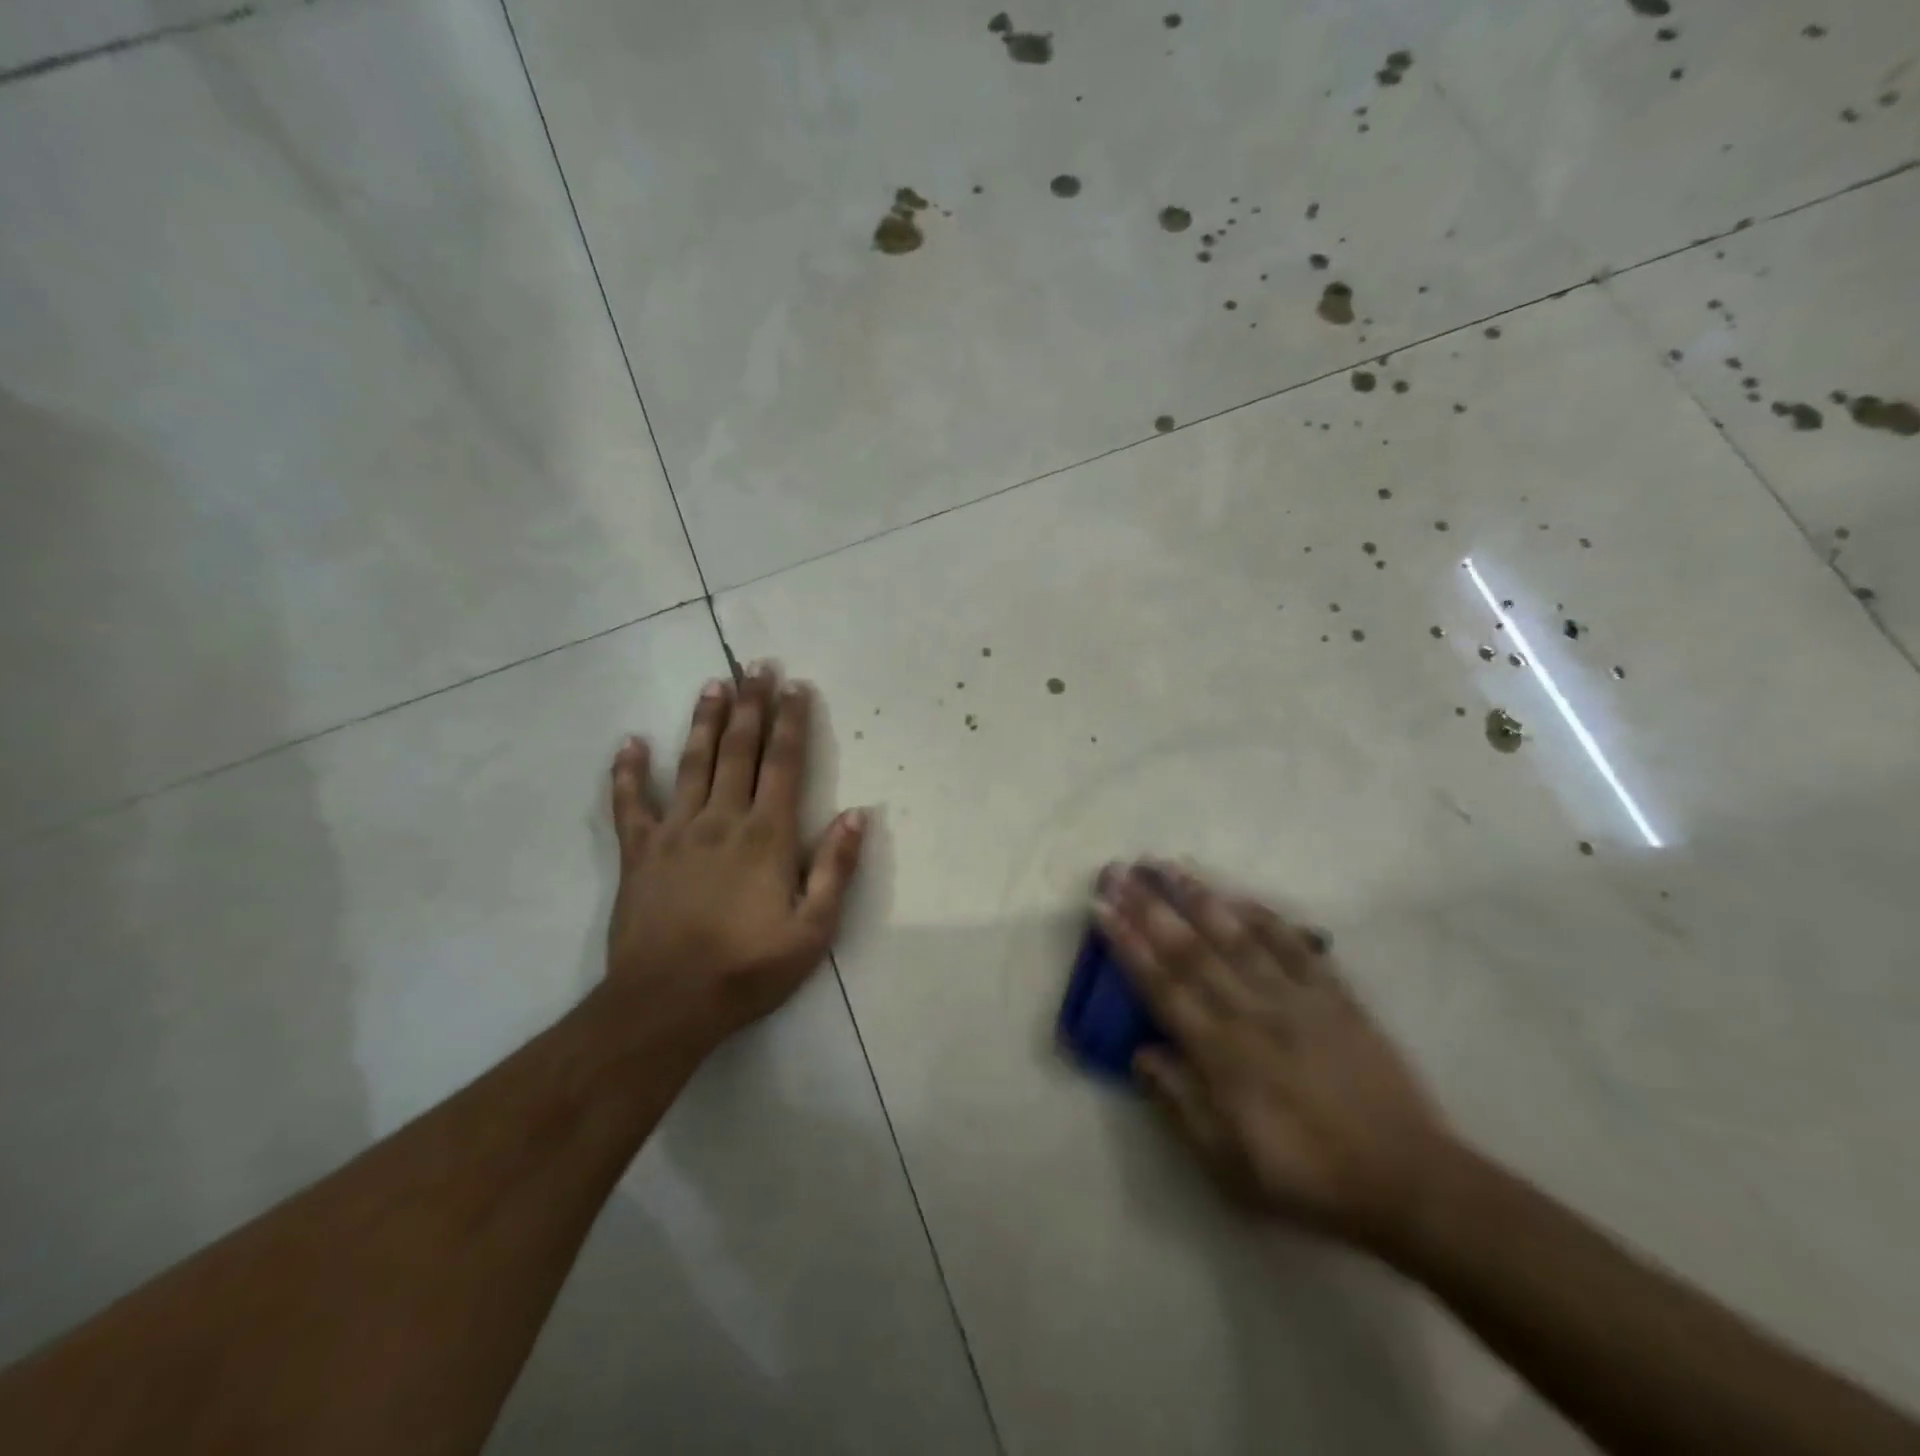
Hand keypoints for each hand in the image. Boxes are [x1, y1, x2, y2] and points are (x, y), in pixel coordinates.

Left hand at [602, 665, 867, 1051]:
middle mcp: (722, 819)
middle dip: (751, 704)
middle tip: (756, 665)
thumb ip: (835, 869)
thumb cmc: (747, 968)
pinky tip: (630, 742)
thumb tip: (858, 815)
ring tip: (713, 684)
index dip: (792, 721)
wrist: (667, 1003)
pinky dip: (628, 771)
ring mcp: (675, 831)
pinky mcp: (639, 852)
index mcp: (767, 835)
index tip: (796, 686)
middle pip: (739, 749)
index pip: (784, 764)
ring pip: (692, 762)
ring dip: (704, 720)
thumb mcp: (813, 930)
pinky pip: (630, 803)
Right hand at [1094, 862, 1451, 1250]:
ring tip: (1167, 865)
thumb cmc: (1306, 1177)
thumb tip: (1140, 1053)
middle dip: (1149, 906)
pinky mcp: (1334, 995)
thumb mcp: (1228, 1165)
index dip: (1126, 944)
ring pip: (1237, 936)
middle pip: (1190, 949)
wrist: (1407, 1180)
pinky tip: (1240, 895)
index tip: (1101, 907)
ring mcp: (1295, 998)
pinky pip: (1294, 946)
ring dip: (1198, 897)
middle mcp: (1251, 1012)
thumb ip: (1179, 1104)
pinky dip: (1265, 917)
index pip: (1161, 985)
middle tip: (1119, 870)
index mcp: (1221, 1053)